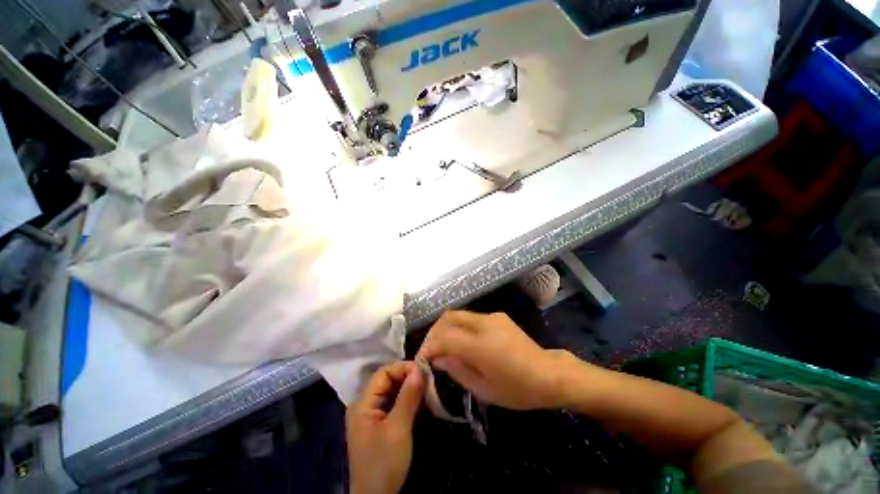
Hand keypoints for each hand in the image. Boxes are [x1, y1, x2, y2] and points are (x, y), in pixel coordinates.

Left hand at [346, 361, 425, 493]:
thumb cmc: (384, 463)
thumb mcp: (398, 428)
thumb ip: (408, 396)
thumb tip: (420, 368)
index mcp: (363, 403)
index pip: (383, 373)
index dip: (402, 368)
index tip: (423, 371)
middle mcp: (365, 405)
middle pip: (387, 380)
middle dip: (407, 377)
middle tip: (427, 379)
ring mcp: (372, 415)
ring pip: (392, 391)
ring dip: (409, 387)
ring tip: (426, 387)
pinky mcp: (380, 424)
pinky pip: (394, 403)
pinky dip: (407, 399)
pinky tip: (420, 400)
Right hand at [416, 310, 575, 409]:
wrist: (549, 374)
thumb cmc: (518, 389)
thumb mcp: (484, 389)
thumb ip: (457, 370)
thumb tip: (438, 359)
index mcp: (479, 344)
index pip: (443, 337)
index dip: (428, 346)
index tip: (423, 360)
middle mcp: (483, 323)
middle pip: (448, 317)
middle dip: (434, 332)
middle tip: (430, 350)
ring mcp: (492, 317)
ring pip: (459, 314)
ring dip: (446, 328)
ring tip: (443, 347)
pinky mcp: (498, 316)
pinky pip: (471, 318)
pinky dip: (460, 327)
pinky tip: (463, 342)